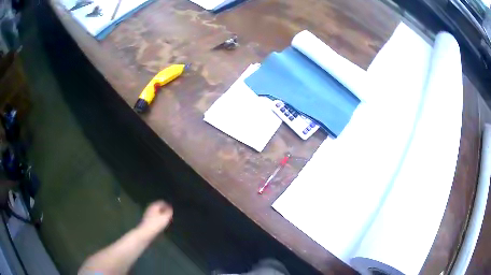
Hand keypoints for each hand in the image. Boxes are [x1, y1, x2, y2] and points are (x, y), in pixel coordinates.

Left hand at [138, 200, 172, 236]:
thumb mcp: (166, 217)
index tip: (172, 212)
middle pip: (159, 207)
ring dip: (162, 216)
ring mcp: (148, 214)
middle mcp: (150, 208)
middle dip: (165, 211)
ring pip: (157, 213)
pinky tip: (161, 225)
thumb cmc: (157, 224)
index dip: (168, 206)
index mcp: (154, 205)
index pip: (162, 202)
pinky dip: (159, 219)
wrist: (146, 232)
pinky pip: (155, 217)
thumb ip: (169, 212)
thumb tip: (170, 209)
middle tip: (170, 216)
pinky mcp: (147, 220)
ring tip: (167, 221)